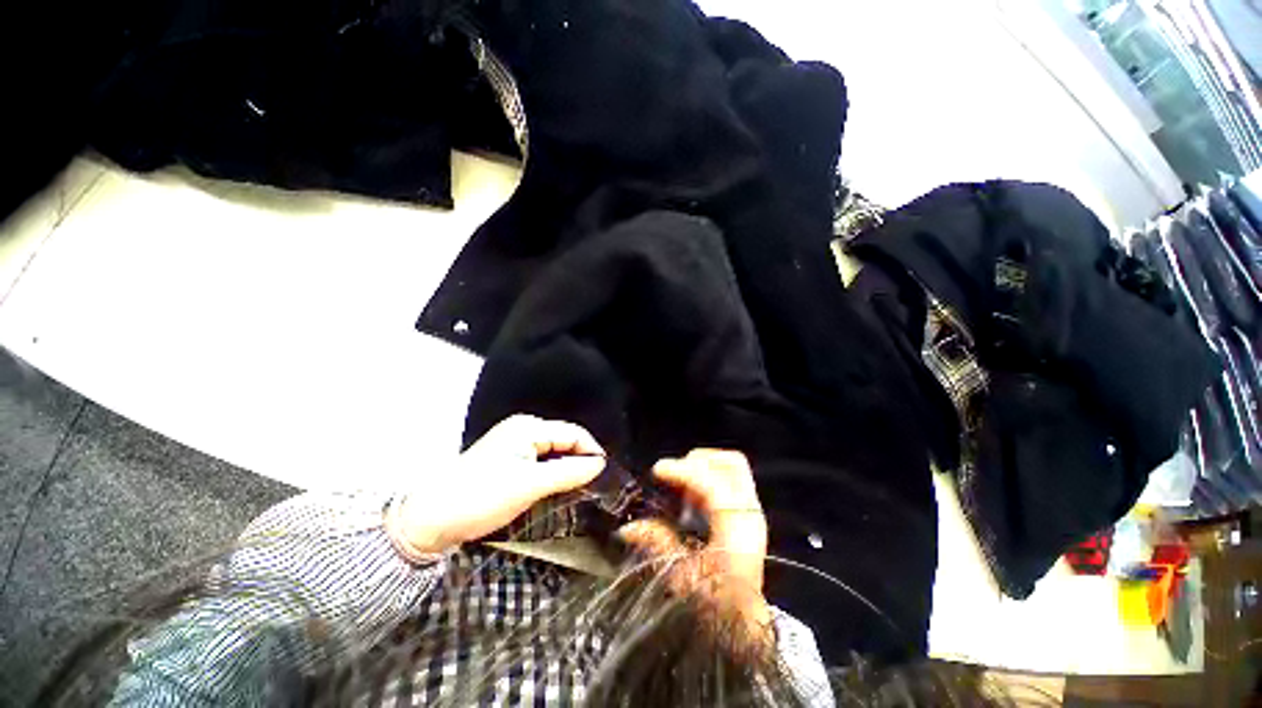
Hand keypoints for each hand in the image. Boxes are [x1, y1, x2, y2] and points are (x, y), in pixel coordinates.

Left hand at [387, 415, 605, 556]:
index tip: (606, 475)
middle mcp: (523, 429)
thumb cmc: (482, 496)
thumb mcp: (530, 485)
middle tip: (596, 484)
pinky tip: (557, 487)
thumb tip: (600, 464)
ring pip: (553, 452)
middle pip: (564, 440)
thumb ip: (569, 472)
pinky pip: (540, 461)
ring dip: (567, 468)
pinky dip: (552, 473)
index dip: (592, 451)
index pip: (573, 433)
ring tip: (581, 488)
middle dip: (580, 459)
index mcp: (529, 427)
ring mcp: (514, 444)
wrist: (431, 519)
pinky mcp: (508, 460)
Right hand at [618, 449, 770, 631]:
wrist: (745, 622)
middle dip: (698, 461)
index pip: (714, 485)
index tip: (657, 470)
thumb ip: (657, 544)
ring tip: (681, 488)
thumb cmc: (715, 604)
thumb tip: (627, 527)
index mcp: (737, 529)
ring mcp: (751, 511)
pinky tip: (691, 498)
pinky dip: (708, 478)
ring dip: (703, 468)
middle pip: (731, 464)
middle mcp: (750, 513)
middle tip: (673, 474)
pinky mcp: (747, 512)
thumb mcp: (681, 576)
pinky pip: (729, 479)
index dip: (683, 472)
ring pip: (732, 467)